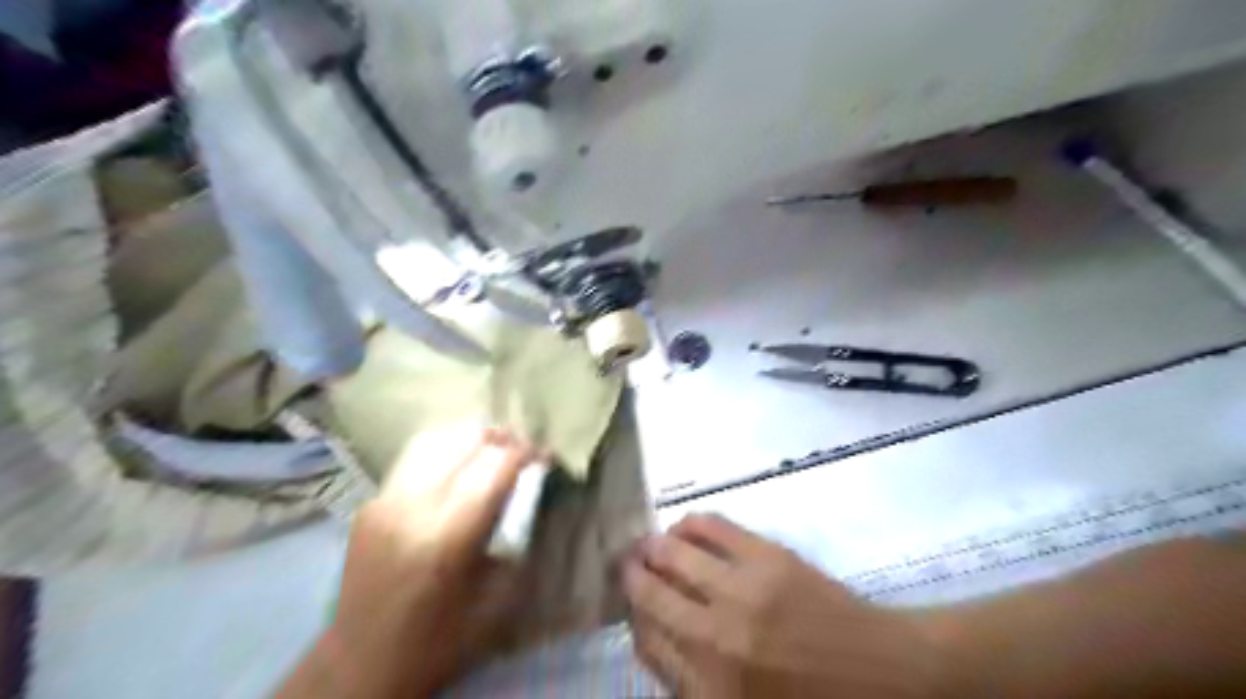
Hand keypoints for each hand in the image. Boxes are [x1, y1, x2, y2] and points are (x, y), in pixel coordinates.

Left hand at [283, 429, 543, 694]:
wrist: (358, 666)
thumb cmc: (437, 643)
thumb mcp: (495, 603)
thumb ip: (517, 542)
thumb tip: (529, 496)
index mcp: (447, 538)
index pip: (495, 468)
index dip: (526, 453)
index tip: (546, 456)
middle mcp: (412, 508)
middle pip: (466, 442)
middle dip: (503, 439)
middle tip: (522, 450)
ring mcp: (384, 501)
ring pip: (436, 440)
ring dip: (471, 438)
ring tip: (492, 448)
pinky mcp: (370, 503)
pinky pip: (413, 459)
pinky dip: (445, 451)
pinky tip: (457, 467)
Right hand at [629, 513, 939, 697]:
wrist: (884, 673)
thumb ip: (691, 680)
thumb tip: (651, 633)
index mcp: (709, 687)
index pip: (645, 640)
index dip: (631, 616)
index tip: (629, 601)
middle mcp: (714, 636)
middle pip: (649, 593)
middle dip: (631, 574)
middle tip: (627, 563)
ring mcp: (741, 590)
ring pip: (672, 554)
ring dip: (653, 546)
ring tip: (651, 544)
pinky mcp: (766, 555)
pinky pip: (710, 526)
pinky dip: (689, 524)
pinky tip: (685, 528)